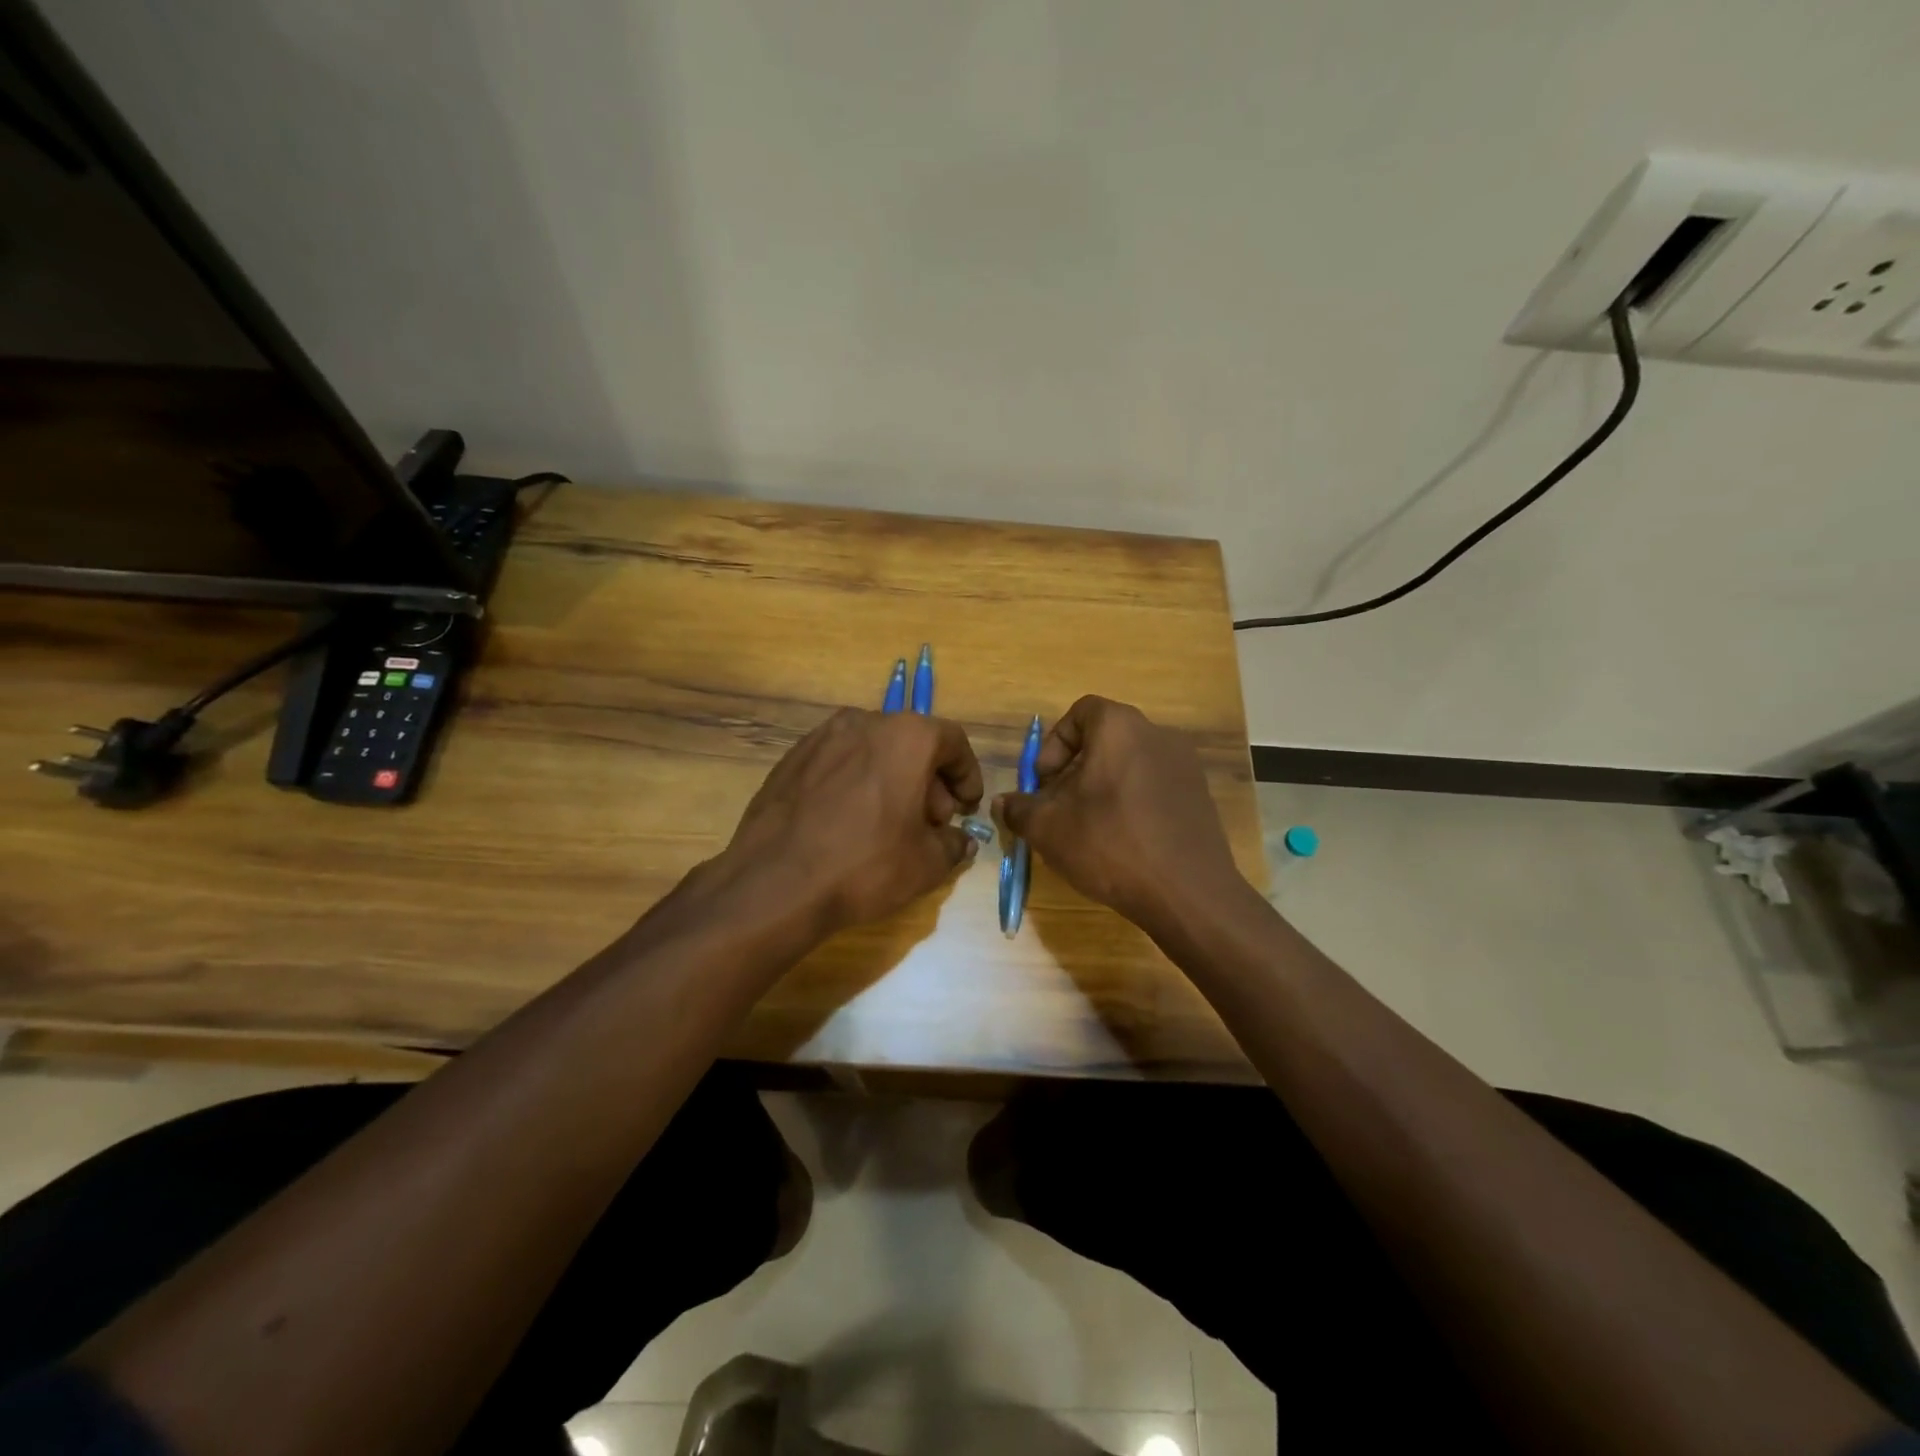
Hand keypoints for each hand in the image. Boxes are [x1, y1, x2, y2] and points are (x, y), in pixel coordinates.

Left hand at [716, 708, 983, 937]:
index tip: (967, 807)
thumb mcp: (926, 863)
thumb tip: (960, 841)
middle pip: (912, 743)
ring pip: (874, 750)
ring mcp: (822, 736)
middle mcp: (865, 722)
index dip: (967, 775)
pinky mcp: (792, 757)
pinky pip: (839, 762)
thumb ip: (953, 845)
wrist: (775, 883)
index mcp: (907, 736)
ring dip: (892, 779)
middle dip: (929, 782)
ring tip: (890, 824)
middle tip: (930, 824)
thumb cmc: (865, 865)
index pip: (953, 742)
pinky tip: (849, 821)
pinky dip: (856, 782)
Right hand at [997, 696, 1245, 939]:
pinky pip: (1154, 788)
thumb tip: (1003, 804)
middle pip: (1105, 741)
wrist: (1187, 892)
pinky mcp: (1200, 797)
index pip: (1080, 712)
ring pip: (1129, 765)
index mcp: (1120, 728)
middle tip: (1059, 809)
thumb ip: (1019, 809)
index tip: (1044, 782)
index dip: (1055, 744)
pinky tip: (1122, 842)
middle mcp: (1158, 734)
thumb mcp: (1048, 828)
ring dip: (1102, 789)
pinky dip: (1132, 804)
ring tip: (1088, 829)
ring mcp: (1185, 766)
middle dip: (1074, 771)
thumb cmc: (1110, 843)